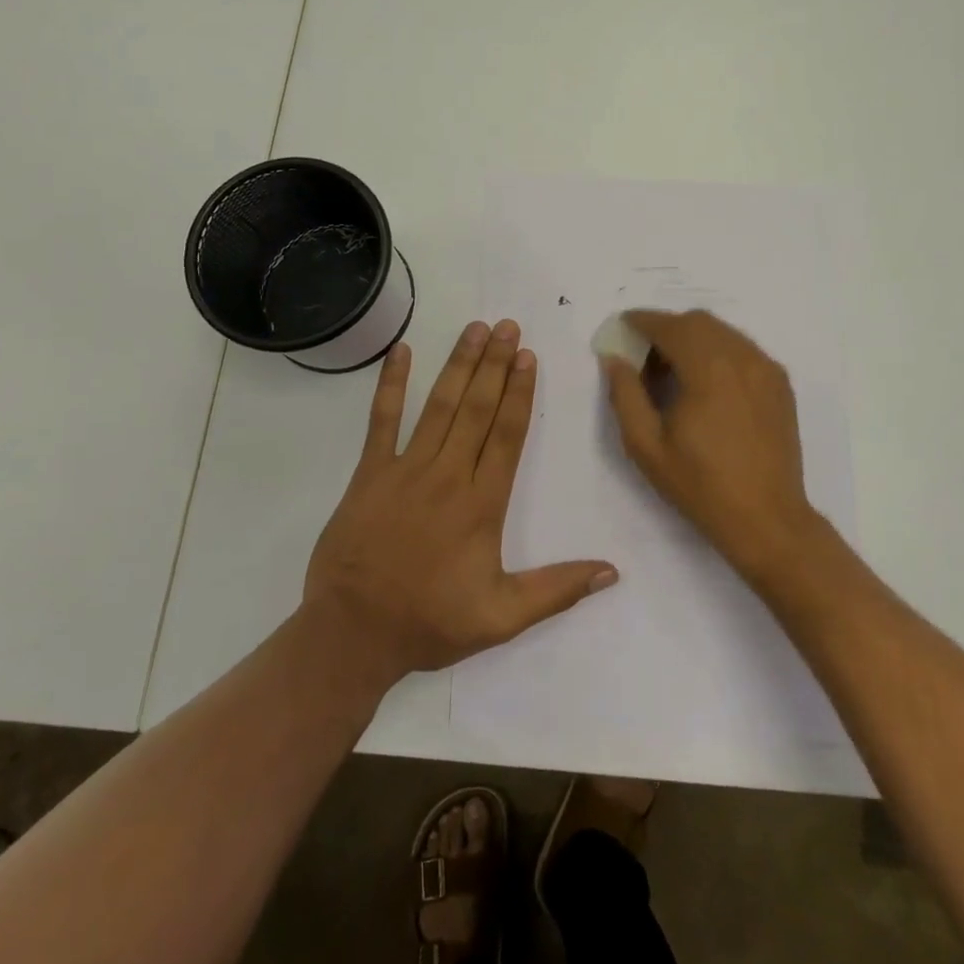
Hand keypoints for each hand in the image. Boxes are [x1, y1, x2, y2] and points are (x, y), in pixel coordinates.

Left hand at [304, 320, 618, 684]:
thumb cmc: (429, 623)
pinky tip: (401, 352)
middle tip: (508, 326)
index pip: (507, 435)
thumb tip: (612, 572)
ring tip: (476, 329)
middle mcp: (447, 476)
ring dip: (459, 365)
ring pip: (439, 406)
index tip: (529, 357)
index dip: (520, 393)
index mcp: (481, 505)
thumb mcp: (502, 618)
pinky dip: (390, 385)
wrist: (351, 636)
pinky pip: (381, 421)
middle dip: (496, 365)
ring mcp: (405, 470)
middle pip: (478, 410)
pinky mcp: (369, 474)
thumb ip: (557, 590)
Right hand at [601, 309, 822, 584]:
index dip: (643, 321)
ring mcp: (766, 368)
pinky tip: (706, 383)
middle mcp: (742, 357)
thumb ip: (625, 394)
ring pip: (723, 332)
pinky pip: (743, 349)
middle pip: (698, 321)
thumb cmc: (700, 485)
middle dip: (667, 328)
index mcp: (708, 369)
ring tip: (674, 371)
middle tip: (644, 355)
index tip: (623, 326)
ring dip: (693, 338)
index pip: (670, 326)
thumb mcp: (646, 445)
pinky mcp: (780, 383)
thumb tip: (614, 358)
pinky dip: (719, 351)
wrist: (766, 518)